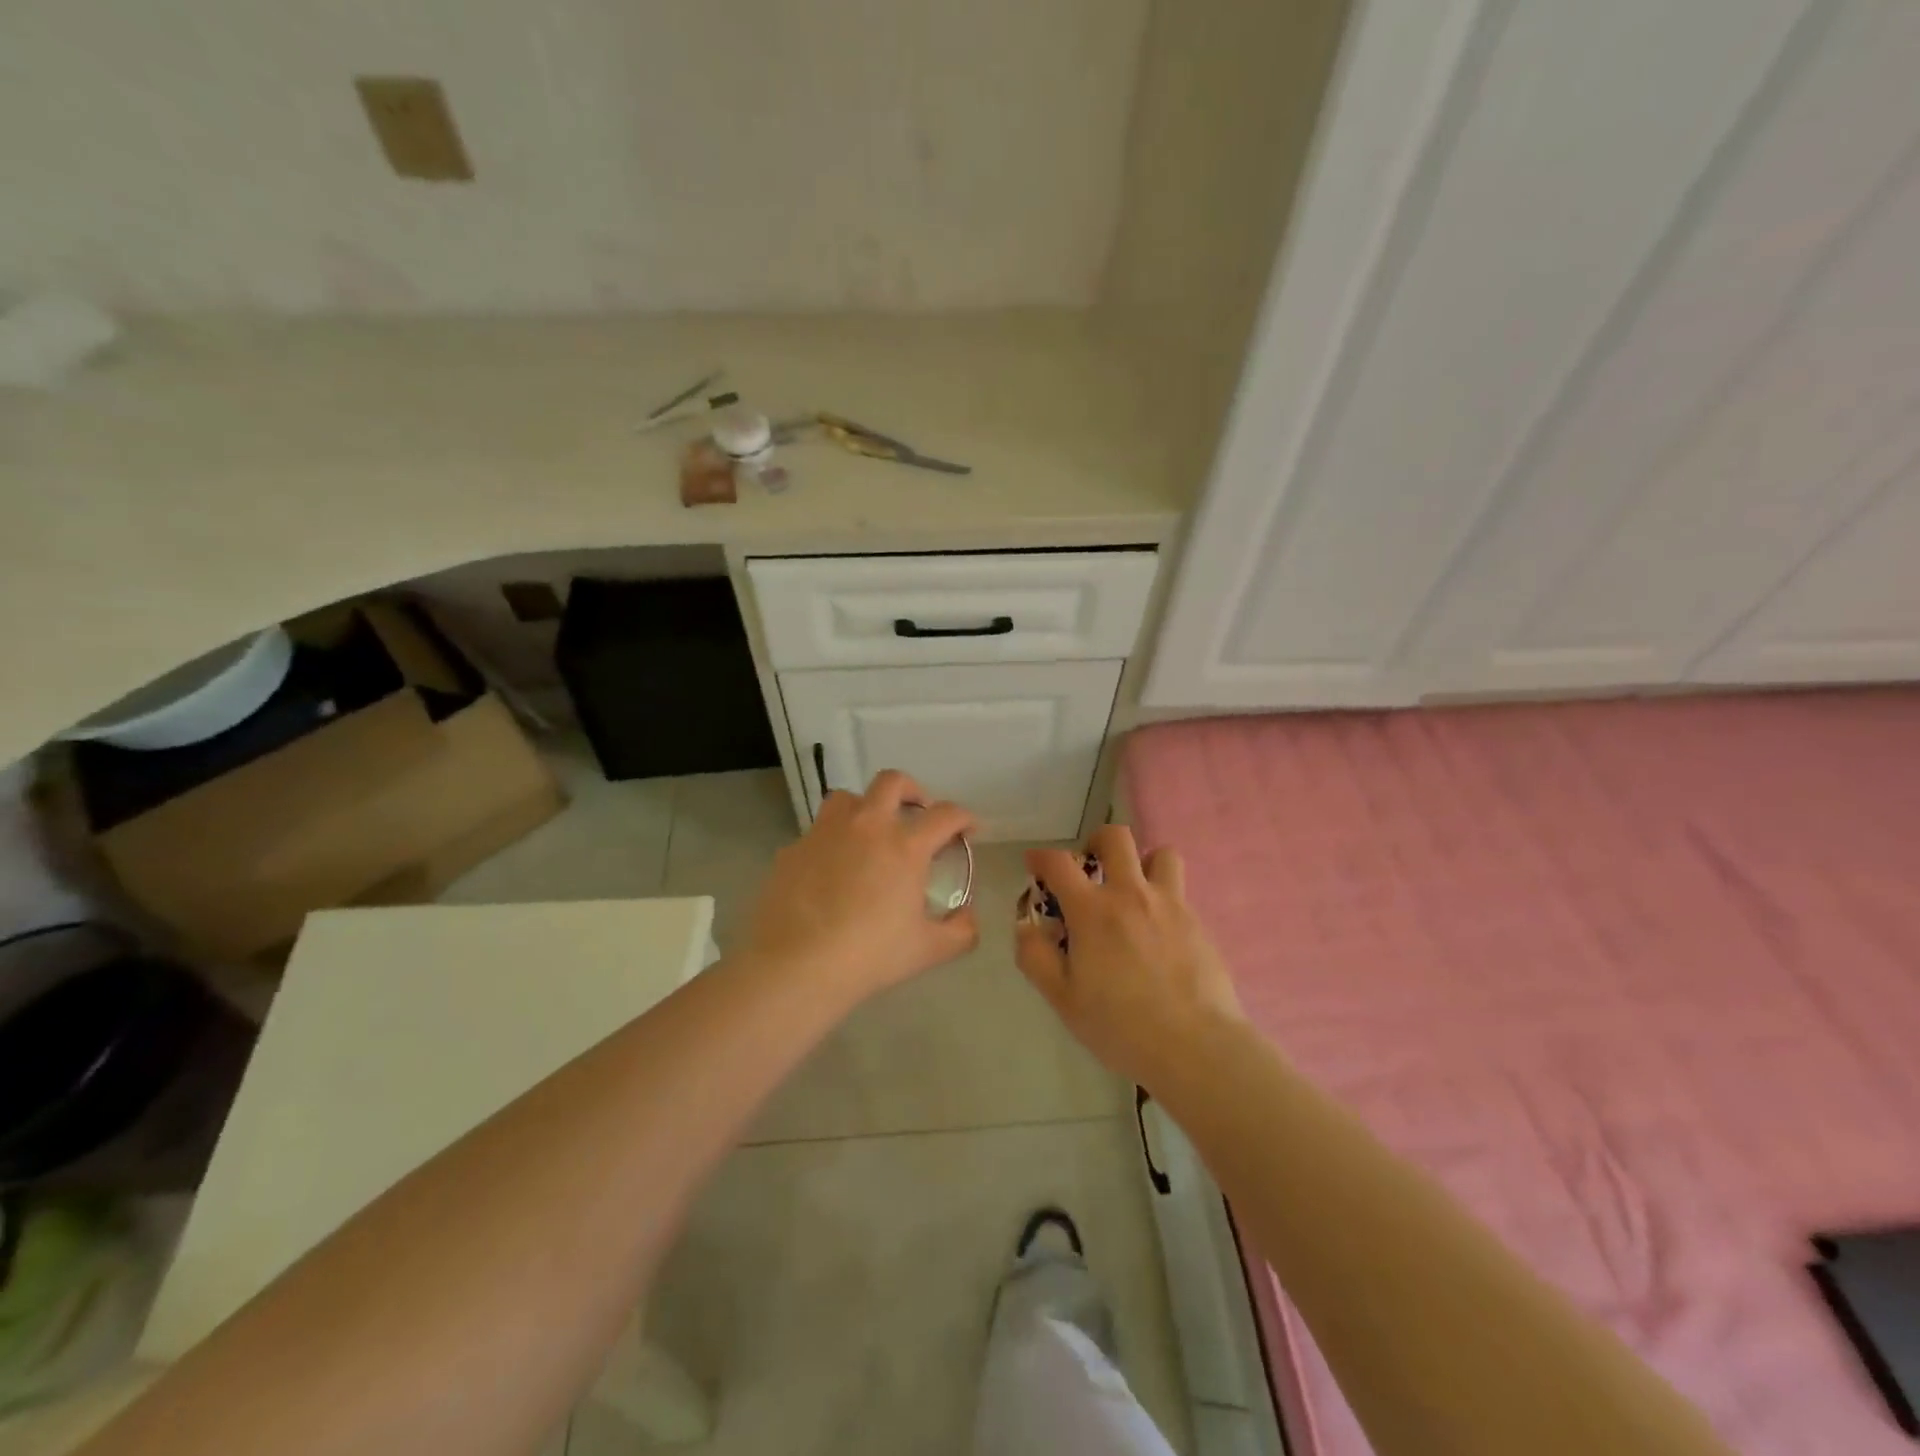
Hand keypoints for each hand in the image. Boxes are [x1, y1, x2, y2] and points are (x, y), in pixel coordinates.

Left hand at [742, 770, 979, 1002]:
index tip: (968, 830)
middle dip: (913, 791)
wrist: (797, 965)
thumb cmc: (869, 955)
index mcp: (905, 846)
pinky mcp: (794, 849)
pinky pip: (818, 833)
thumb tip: (967, 916)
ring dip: (866, 808)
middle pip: (893, 782)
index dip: (964, 818)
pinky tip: (832, 872)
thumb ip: (960, 931)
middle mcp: (867, 826)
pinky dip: (832, 842)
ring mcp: (825, 833)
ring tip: (870, 834)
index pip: (945, 815)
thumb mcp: (928, 950)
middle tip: (918, 815)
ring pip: (848, 798)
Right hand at [1016, 825, 1243, 1089]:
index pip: (1059, 863)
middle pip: (1116, 838)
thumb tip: (1027, 926)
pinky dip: (1163, 897)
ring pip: (1161, 854)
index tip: (1035, 864)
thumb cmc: (1121, 1026)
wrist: (1195, 1046)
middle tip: (1090, 866)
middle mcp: (1131, 894)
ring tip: (1134, 890)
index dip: (1041, 857)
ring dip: (1142, 863)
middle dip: (1096, 842)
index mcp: (1093, 911)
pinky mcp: (1198, 922)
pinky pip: (1179, 891)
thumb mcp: (1063, 999)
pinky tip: (1159, 931)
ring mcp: (1170, 904)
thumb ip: (1036, 957)